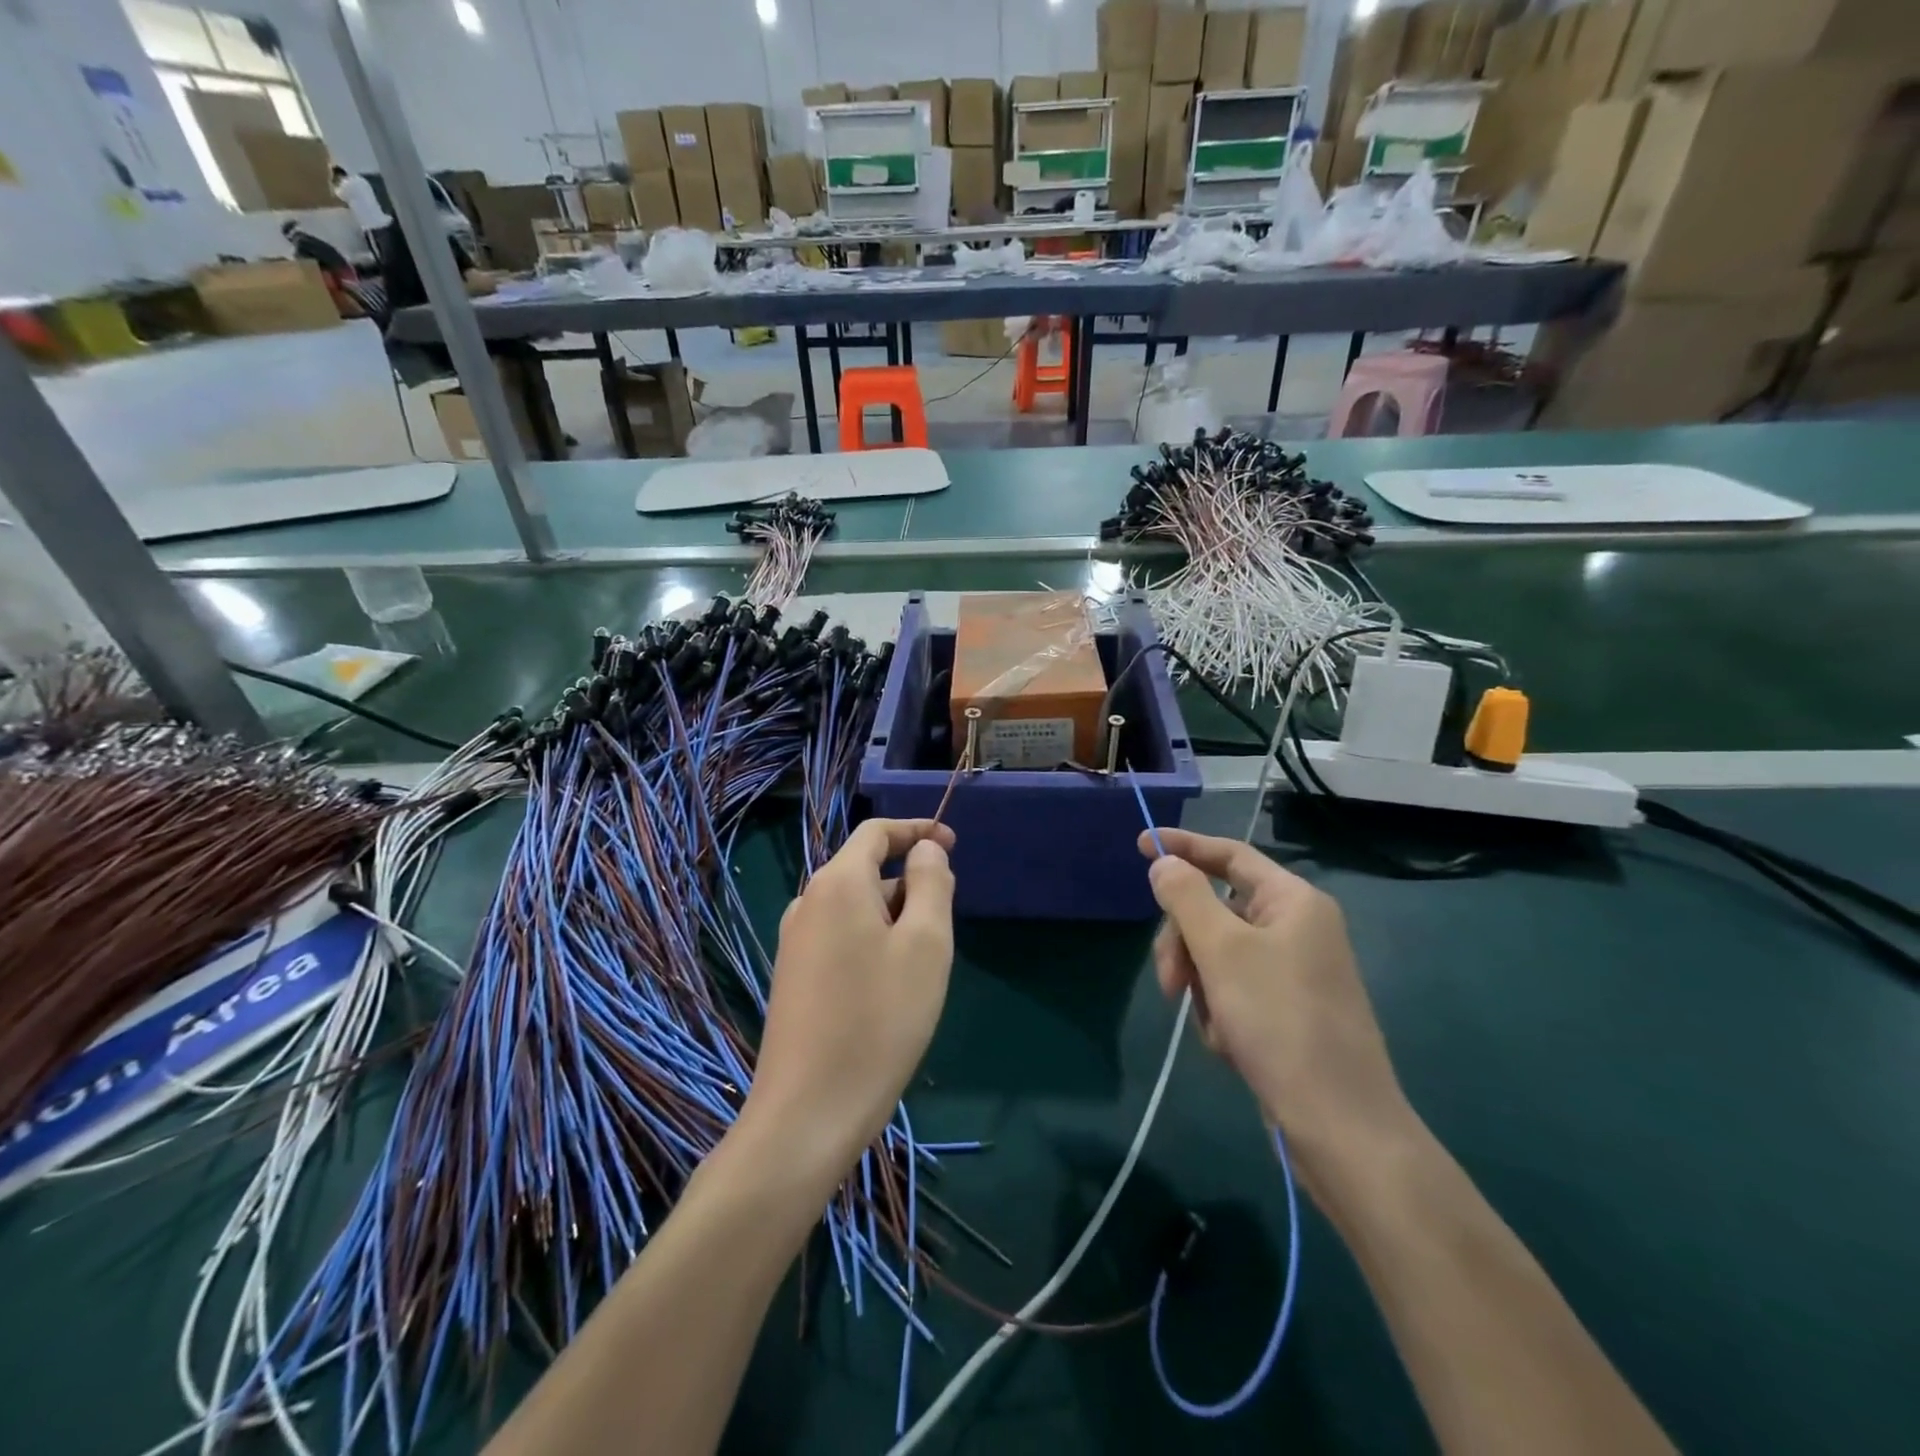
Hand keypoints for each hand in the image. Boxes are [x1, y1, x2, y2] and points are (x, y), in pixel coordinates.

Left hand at [744, 819, 956, 1180]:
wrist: (808, 1112)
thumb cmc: (879, 1020)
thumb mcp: (925, 945)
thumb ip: (931, 884)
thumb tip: (926, 850)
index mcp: (837, 883)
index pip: (876, 832)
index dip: (917, 829)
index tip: (953, 842)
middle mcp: (808, 903)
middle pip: (866, 870)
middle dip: (910, 883)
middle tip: (947, 926)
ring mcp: (795, 942)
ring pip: (856, 908)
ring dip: (894, 918)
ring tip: (923, 965)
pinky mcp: (794, 976)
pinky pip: (842, 937)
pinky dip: (873, 942)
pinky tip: (891, 988)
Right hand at [1138, 827, 1416, 1195]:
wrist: (1340, 1126)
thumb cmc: (1280, 1022)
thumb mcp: (1222, 950)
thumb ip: (1185, 897)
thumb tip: (1164, 862)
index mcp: (1293, 902)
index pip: (1230, 855)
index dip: (1184, 846)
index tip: (1140, 846)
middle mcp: (1296, 928)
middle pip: (1215, 909)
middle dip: (1185, 942)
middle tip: (1169, 980)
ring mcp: (1292, 971)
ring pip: (1218, 953)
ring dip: (1200, 984)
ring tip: (1212, 1025)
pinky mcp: (1286, 1010)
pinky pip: (1233, 989)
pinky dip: (1220, 1011)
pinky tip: (1229, 1044)